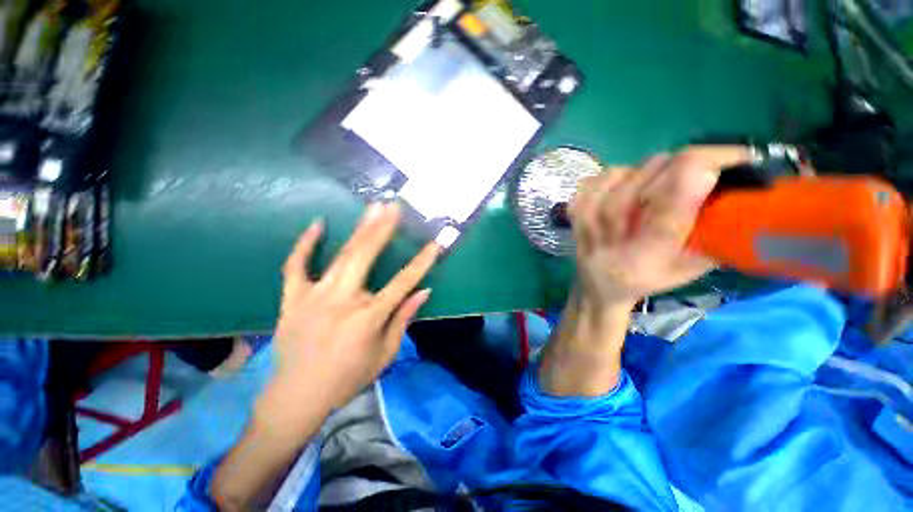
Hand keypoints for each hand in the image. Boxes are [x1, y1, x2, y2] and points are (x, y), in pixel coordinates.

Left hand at [265, 202, 438, 425]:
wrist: (297, 396)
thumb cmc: (347, 378)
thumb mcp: (385, 354)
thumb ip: (404, 319)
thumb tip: (424, 291)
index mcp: (368, 318)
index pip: (402, 283)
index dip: (421, 262)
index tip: (435, 245)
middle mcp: (342, 301)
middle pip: (366, 257)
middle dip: (383, 229)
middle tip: (394, 207)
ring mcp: (313, 296)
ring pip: (341, 256)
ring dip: (359, 230)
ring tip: (372, 208)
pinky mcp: (293, 298)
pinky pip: (296, 266)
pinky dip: (305, 244)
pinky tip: (318, 224)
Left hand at [569, 146, 751, 311]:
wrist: (598, 287)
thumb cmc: (649, 279)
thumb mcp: (690, 267)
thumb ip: (715, 236)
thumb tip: (744, 191)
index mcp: (644, 258)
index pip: (669, 211)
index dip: (698, 176)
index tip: (734, 159)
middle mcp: (612, 240)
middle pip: (645, 184)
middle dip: (681, 165)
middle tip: (698, 164)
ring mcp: (587, 225)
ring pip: (621, 176)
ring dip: (648, 169)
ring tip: (658, 178)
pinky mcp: (574, 214)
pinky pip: (595, 180)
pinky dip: (615, 173)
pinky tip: (623, 182)